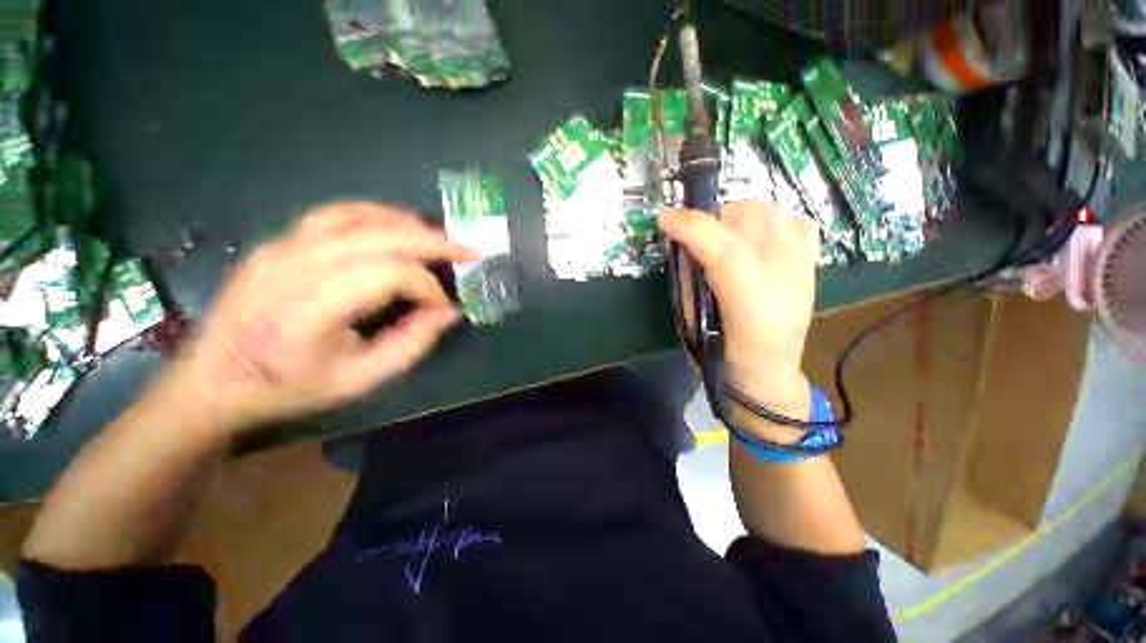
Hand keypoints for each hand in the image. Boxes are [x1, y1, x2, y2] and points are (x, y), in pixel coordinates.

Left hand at [150, 202, 476, 436]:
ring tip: (439, 239)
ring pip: (360, 215)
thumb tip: (448, 312)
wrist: (213, 380)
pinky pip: (336, 214)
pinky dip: (377, 215)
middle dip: (434, 243)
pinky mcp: (278, 241)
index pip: (391, 275)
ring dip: (409, 224)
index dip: (429, 288)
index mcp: (311, 309)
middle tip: (467, 253)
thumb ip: (412, 344)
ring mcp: (282, 246)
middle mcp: (294, 266)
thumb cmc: (288, 387)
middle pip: (382, 236)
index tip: (442, 309)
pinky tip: (397, 227)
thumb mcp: (360, 380)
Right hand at [658, 201, 818, 430]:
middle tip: (693, 234)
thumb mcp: (693, 321)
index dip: (690, 226)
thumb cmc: (722, 353)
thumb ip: (688, 279)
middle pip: (748, 218)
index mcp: (749, 302)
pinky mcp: (810, 262)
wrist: (769, 370)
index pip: (723, 248)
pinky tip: (755, 238)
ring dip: (736, 215)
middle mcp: (782, 277)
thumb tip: (683, 245)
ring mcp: (801, 266)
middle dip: (710, 217)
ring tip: (721, 234)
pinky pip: (793, 220)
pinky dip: (769, 220)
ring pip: (770, 211)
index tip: (663, 218)